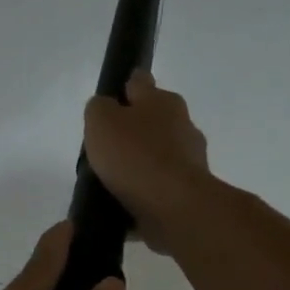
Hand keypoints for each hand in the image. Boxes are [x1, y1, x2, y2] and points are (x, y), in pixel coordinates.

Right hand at [84, 71, 213, 254]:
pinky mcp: (189, 192)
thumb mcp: (101, 121)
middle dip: (134, 131)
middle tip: (107, 148)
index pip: (139, 83)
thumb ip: (99, 109)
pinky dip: (147, 193)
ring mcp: (190, 161)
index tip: (110, 102)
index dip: (123, 88)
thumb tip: (106, 110)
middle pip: (153, 121)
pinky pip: (162, 187)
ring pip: (159, 156)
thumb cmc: (136, 156)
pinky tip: (128, 204)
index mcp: (163, 101)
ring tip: (114, 182)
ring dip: (142, 165)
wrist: (174, 207)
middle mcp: (183, 125)